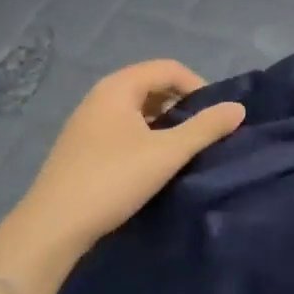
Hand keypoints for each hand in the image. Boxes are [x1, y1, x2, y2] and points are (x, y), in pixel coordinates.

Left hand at [0, 61, 244, 287]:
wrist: (55, 225)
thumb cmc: (114, 179)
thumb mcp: (167, 153)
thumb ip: (205, 128)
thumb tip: (238, 108)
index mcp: (118, 87)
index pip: (168, 68)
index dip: (198, 86)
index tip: (216, 117)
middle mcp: (100, 97)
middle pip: (151, 85)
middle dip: (182, 104)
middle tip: (203, 133)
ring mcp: (87, 123)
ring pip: (137, 110)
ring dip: (164, 123)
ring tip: (183, 150)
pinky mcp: (82, 147)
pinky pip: (123, 129)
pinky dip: (145, 137)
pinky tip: (153, 164)